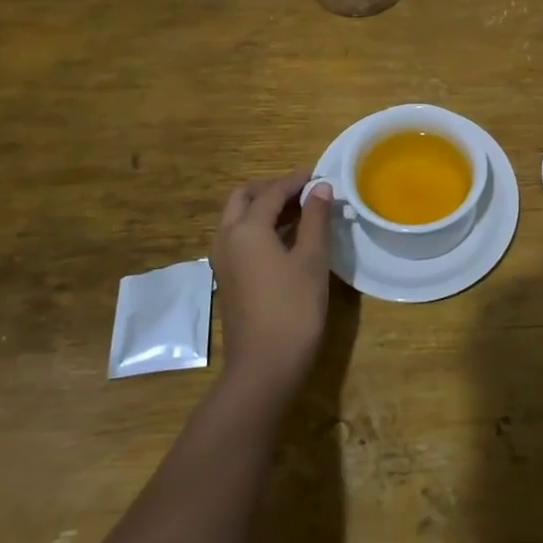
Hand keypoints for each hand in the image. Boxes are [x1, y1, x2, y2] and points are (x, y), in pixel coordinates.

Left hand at [211, 173, 333, 407]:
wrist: (264, 366)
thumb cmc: (293, 308)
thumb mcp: (311, 260)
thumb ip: (315, 219)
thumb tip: (320, 188)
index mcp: (246, 228)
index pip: (272, 191)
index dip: (296, 180)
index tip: (319, 176)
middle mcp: (227, 238)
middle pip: (244, 198)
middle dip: (271, 189)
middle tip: (303, 192)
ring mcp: (222, 260)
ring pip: (236, 218)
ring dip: (262, 208)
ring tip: (298, 213)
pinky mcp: (227, 278)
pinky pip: (237, 238)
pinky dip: (257, 227)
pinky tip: (285, 239)